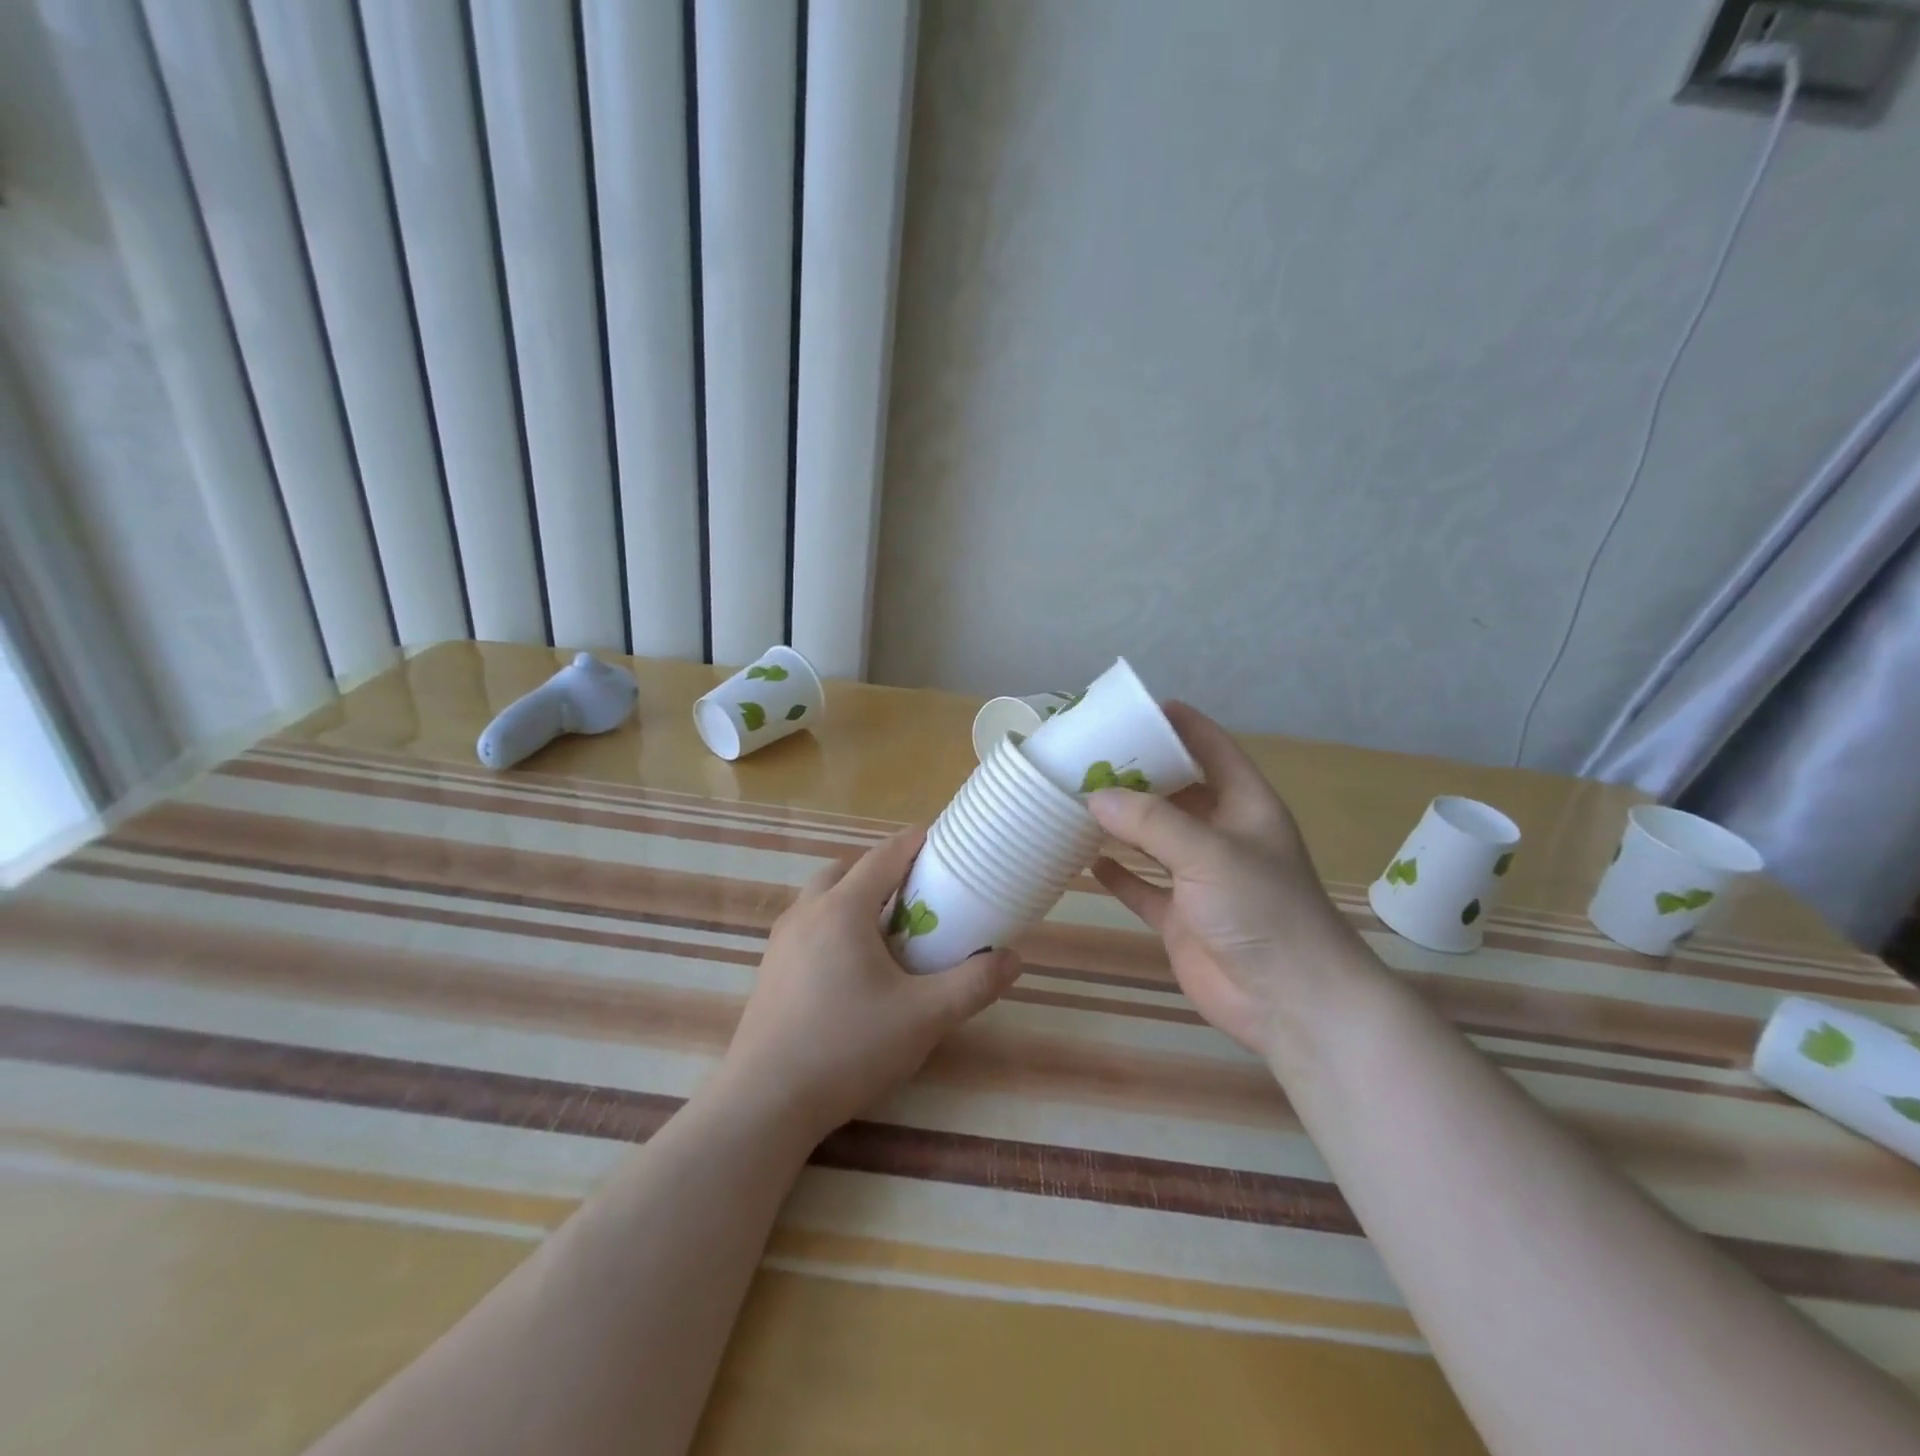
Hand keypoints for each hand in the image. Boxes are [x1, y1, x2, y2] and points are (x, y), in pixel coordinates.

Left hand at [716, 829, 1020, 1142]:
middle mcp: (807, 912)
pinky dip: (834, 924)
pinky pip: (807, 925)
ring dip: (854, 896)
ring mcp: (782, 940)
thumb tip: (1012, 959)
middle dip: (883, 869)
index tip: (943, 841)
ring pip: (822, 897)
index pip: (884, 855)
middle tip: (917, 891)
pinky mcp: (770, 969)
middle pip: (847, 869)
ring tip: (886, 928)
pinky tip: (852, 966)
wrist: (765, 1102)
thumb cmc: (848, 1047)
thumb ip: (973, 984)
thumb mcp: (925, 1017)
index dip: (915, 842)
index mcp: (843, 909)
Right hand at [1088, 703, 1377, 1061]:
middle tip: (1087, 755)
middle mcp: (1221, 835)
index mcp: (1245, 805)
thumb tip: (1095, 797)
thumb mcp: (1208, 853)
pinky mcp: (1180, 917)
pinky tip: (1084, 860)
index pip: (1212, 749)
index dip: (1180, 725)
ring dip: (1120, 823)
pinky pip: (1141, 886)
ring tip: (1074, 799)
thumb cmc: (1262, 910)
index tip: (1137, 707)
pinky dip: (1116, 875)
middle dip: (1136, 774)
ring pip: (1152, 839)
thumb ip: (1151, 821)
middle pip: (1175, 792)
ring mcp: (1199, 878)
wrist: (1290, 1002)